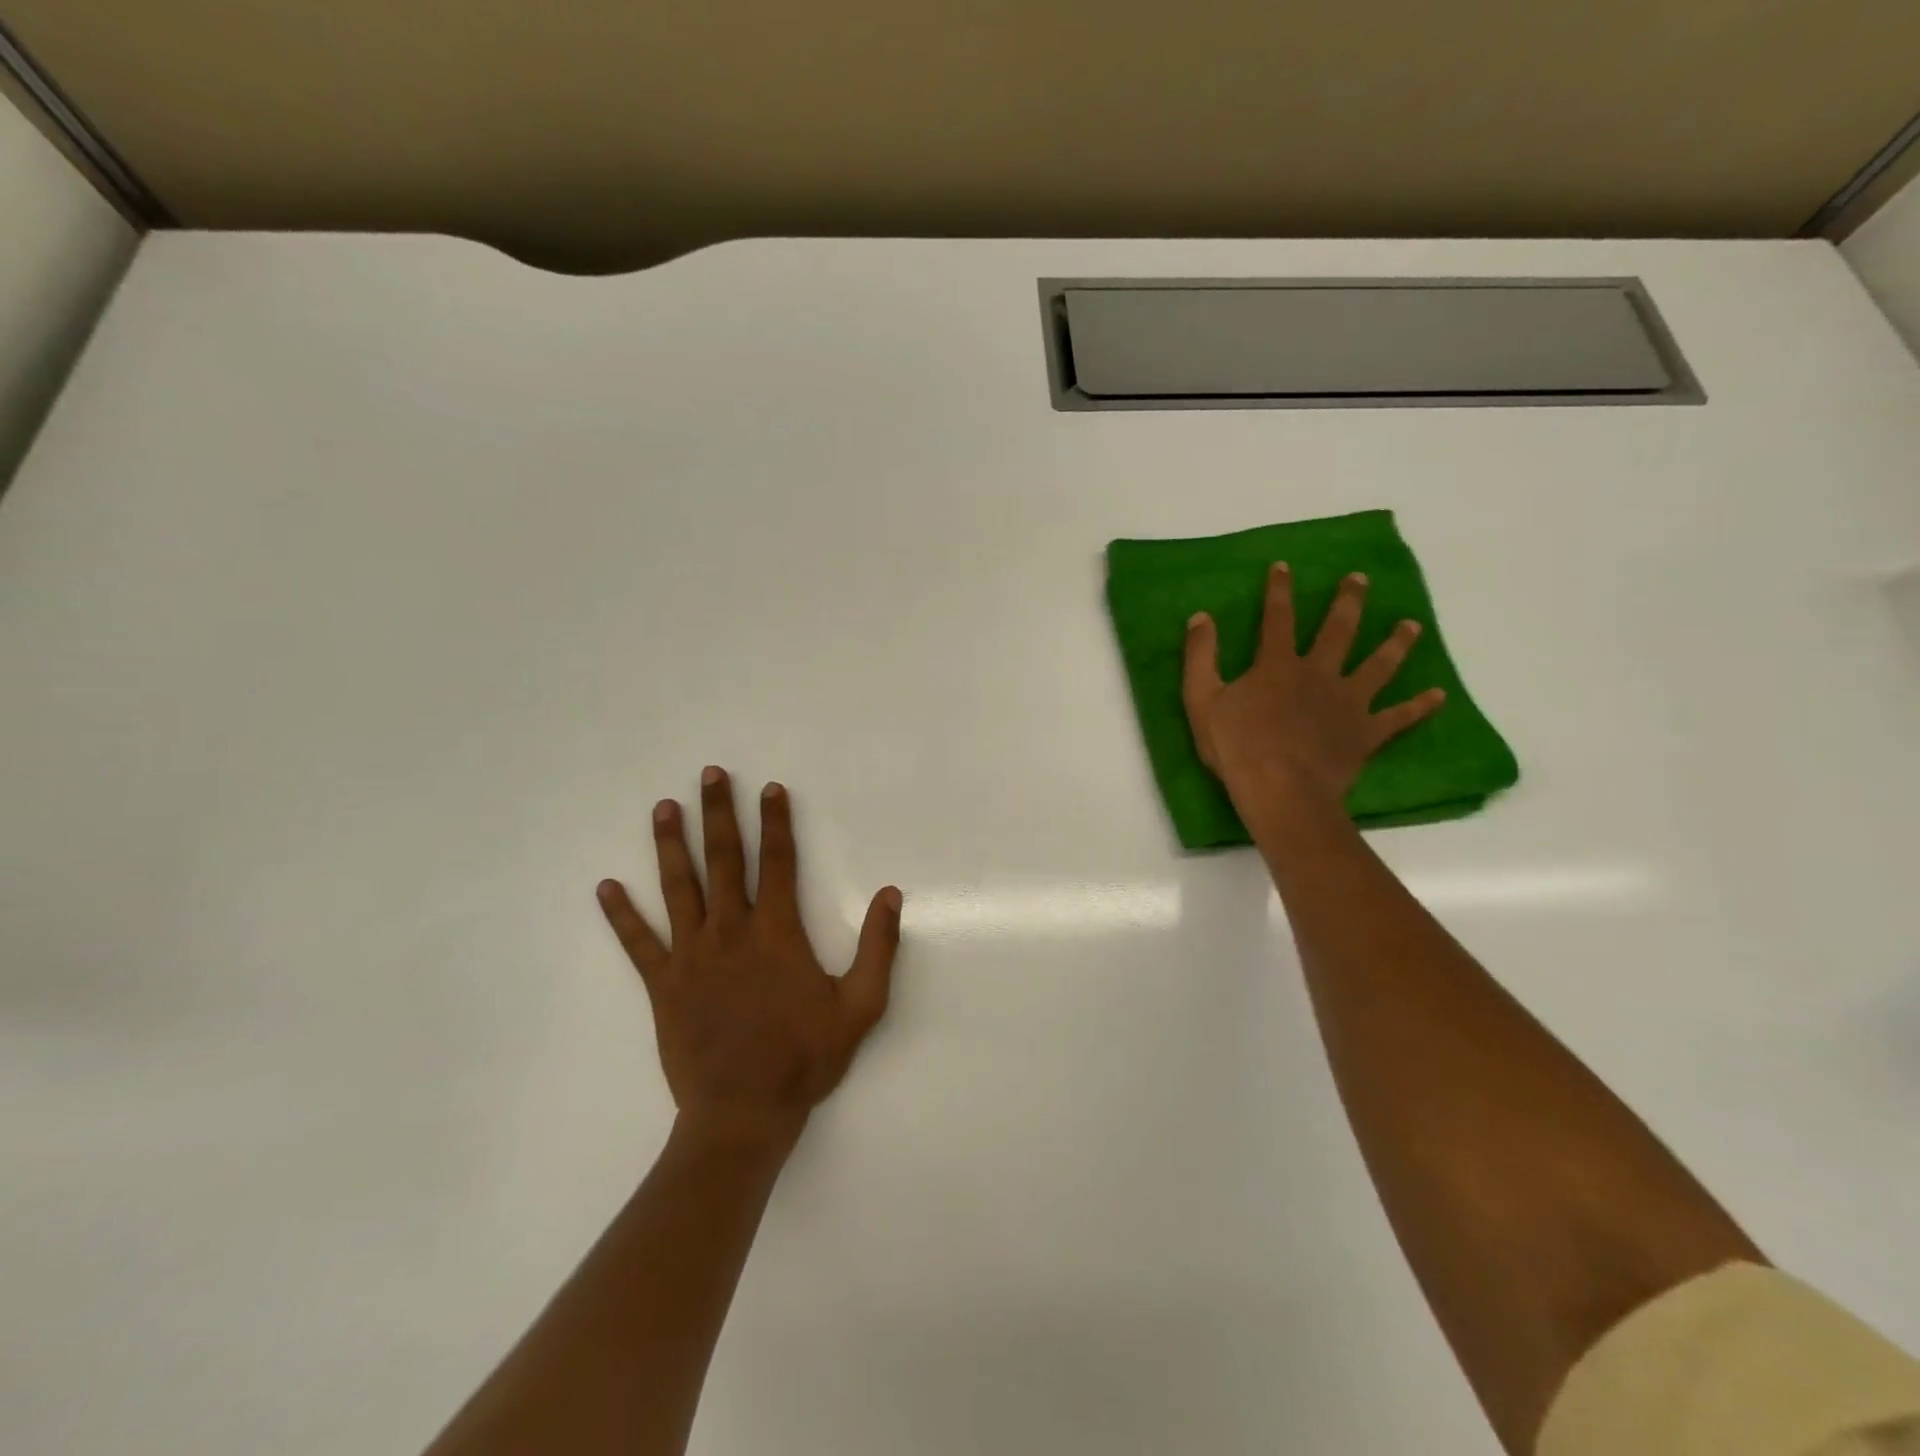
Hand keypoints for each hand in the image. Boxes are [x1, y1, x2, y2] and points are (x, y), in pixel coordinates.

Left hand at [596, 767, 901, 1146]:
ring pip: (678, 888)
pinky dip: (621, 915)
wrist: (743, 1113)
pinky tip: (606, 887)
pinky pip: (638, 943)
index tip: (770, 788)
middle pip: (724, 860)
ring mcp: (691, 956)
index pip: (777, 862)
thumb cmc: (805, 1058)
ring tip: (664, 807)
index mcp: (777, 932)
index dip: (776, 822)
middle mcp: (730, 932)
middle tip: (710, 774)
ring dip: (671, 845)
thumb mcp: (860, 1005)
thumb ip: (878, 947)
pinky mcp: (662, 985)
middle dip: (719, 813)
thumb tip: (891, 894)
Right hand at [1183, 564, 1445, 817]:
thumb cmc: (1236, 746)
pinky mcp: (1366, 732)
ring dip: (1395, 642)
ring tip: (1410, 625)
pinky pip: (1399, 717)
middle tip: (1361, 578)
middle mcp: (1318, 673)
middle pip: (1338, 630)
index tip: (1284, 566)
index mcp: (1278, 665)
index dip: (1279, 590)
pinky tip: (1438, 695)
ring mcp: (1348, 702)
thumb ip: (1200, 656)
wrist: (1280, 790)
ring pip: (1378, 665)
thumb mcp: (1201, 699)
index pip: (1277, 618)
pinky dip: (1419, 706)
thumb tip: (1201, 617)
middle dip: (1348, 601)